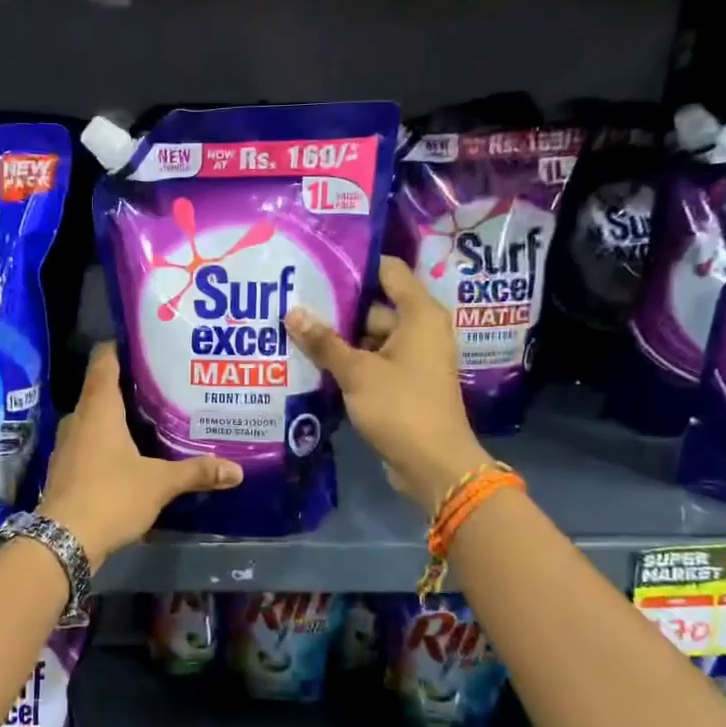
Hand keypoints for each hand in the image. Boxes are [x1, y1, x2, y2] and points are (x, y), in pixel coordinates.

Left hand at [38, 343, 241, 563]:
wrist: (64, 540)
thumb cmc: (111, 496)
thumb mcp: (159, 483)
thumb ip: (196, 472)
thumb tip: (237, 470)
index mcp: (98, 409)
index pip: (104, 362)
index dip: (120, 348)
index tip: (144, 342)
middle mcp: (78, 419)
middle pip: (100, 390)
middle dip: (127, 386)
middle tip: (160, 384)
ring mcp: (67, 445)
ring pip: (94, 420)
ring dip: (116, 417)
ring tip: (149, 418)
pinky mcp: (65, 470)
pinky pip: (89, 444)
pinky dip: (107, 443)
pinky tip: (129, 454)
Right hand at [284, 255, 489, 513]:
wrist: (433, 465)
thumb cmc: (401, 408)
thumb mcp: (357, 372)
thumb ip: (324, 342)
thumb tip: (292, 312)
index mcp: (419, 315)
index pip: (389, 271)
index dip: (356, 263)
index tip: (319, 261)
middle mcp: (419, 330)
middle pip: (374, 306)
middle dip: (336, 306)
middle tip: (294, 298)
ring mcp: (411, 359)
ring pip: (369, 337)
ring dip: (338, 338)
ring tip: (294, 329)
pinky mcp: (402, 384)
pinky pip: (371, 362)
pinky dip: (348, 362)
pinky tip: (311, 361)